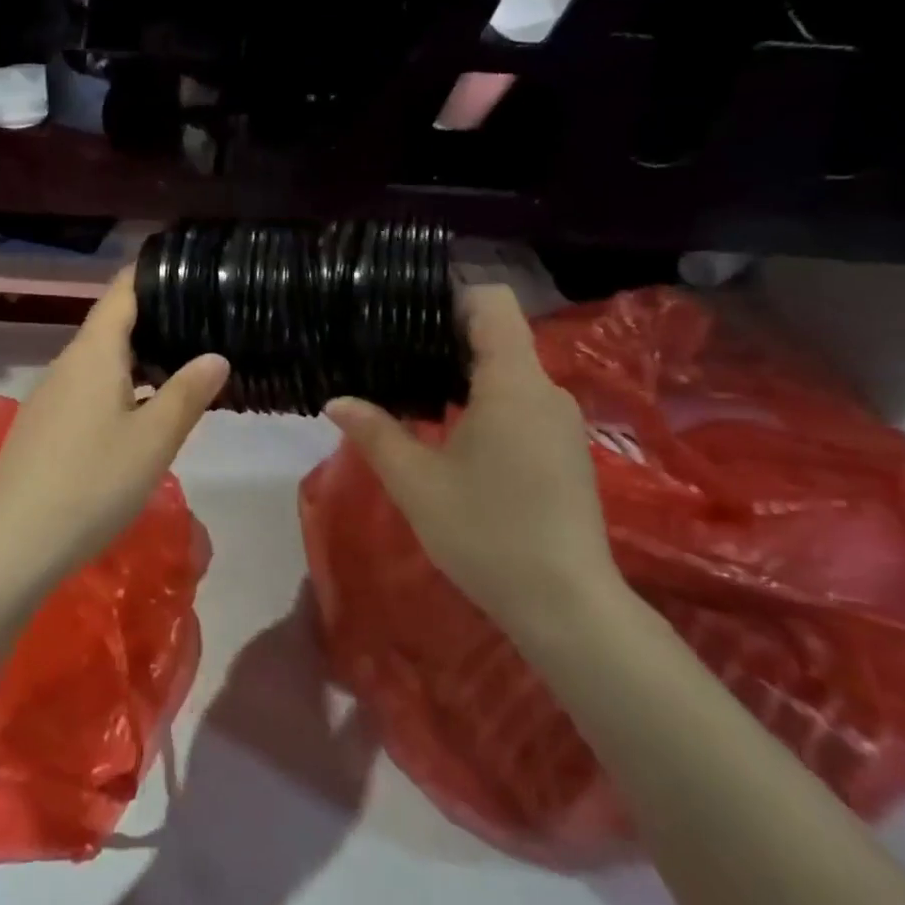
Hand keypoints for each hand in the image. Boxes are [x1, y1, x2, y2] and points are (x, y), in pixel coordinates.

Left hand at [0, 272, 228, 581]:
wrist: (16, 542)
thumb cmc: (94, 482)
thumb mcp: (154, 439)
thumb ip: (187, 392)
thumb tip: (215, 357)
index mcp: (93, 354)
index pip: (120, 293)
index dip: (148, 275)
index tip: (182, 268)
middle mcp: (66, 364)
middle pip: (110, 326)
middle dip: (152, 320)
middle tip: (199, 323)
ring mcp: (49, 395)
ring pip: (98, 361)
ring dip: (136, 358)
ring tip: (178, 366)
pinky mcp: (42, 425)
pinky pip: (85, 388)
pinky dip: (117, 386)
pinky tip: (138, 412)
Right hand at [324, 284, 620, 642]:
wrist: (568, 606)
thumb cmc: (487, 534)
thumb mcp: (416, 483)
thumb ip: (374, 432)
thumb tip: (336, 400)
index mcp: (512, 382)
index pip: (492, 302)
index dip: (450, 297)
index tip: (408, 318)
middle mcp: (546, 390)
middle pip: (498, 335)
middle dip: (445, 338)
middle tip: (393, 357)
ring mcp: (561, 421)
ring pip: (510, 371)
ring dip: (464, 374)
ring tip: (414, 394)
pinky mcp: (566, 449)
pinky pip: (521, 401)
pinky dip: (486, 401)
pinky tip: (452, 435)